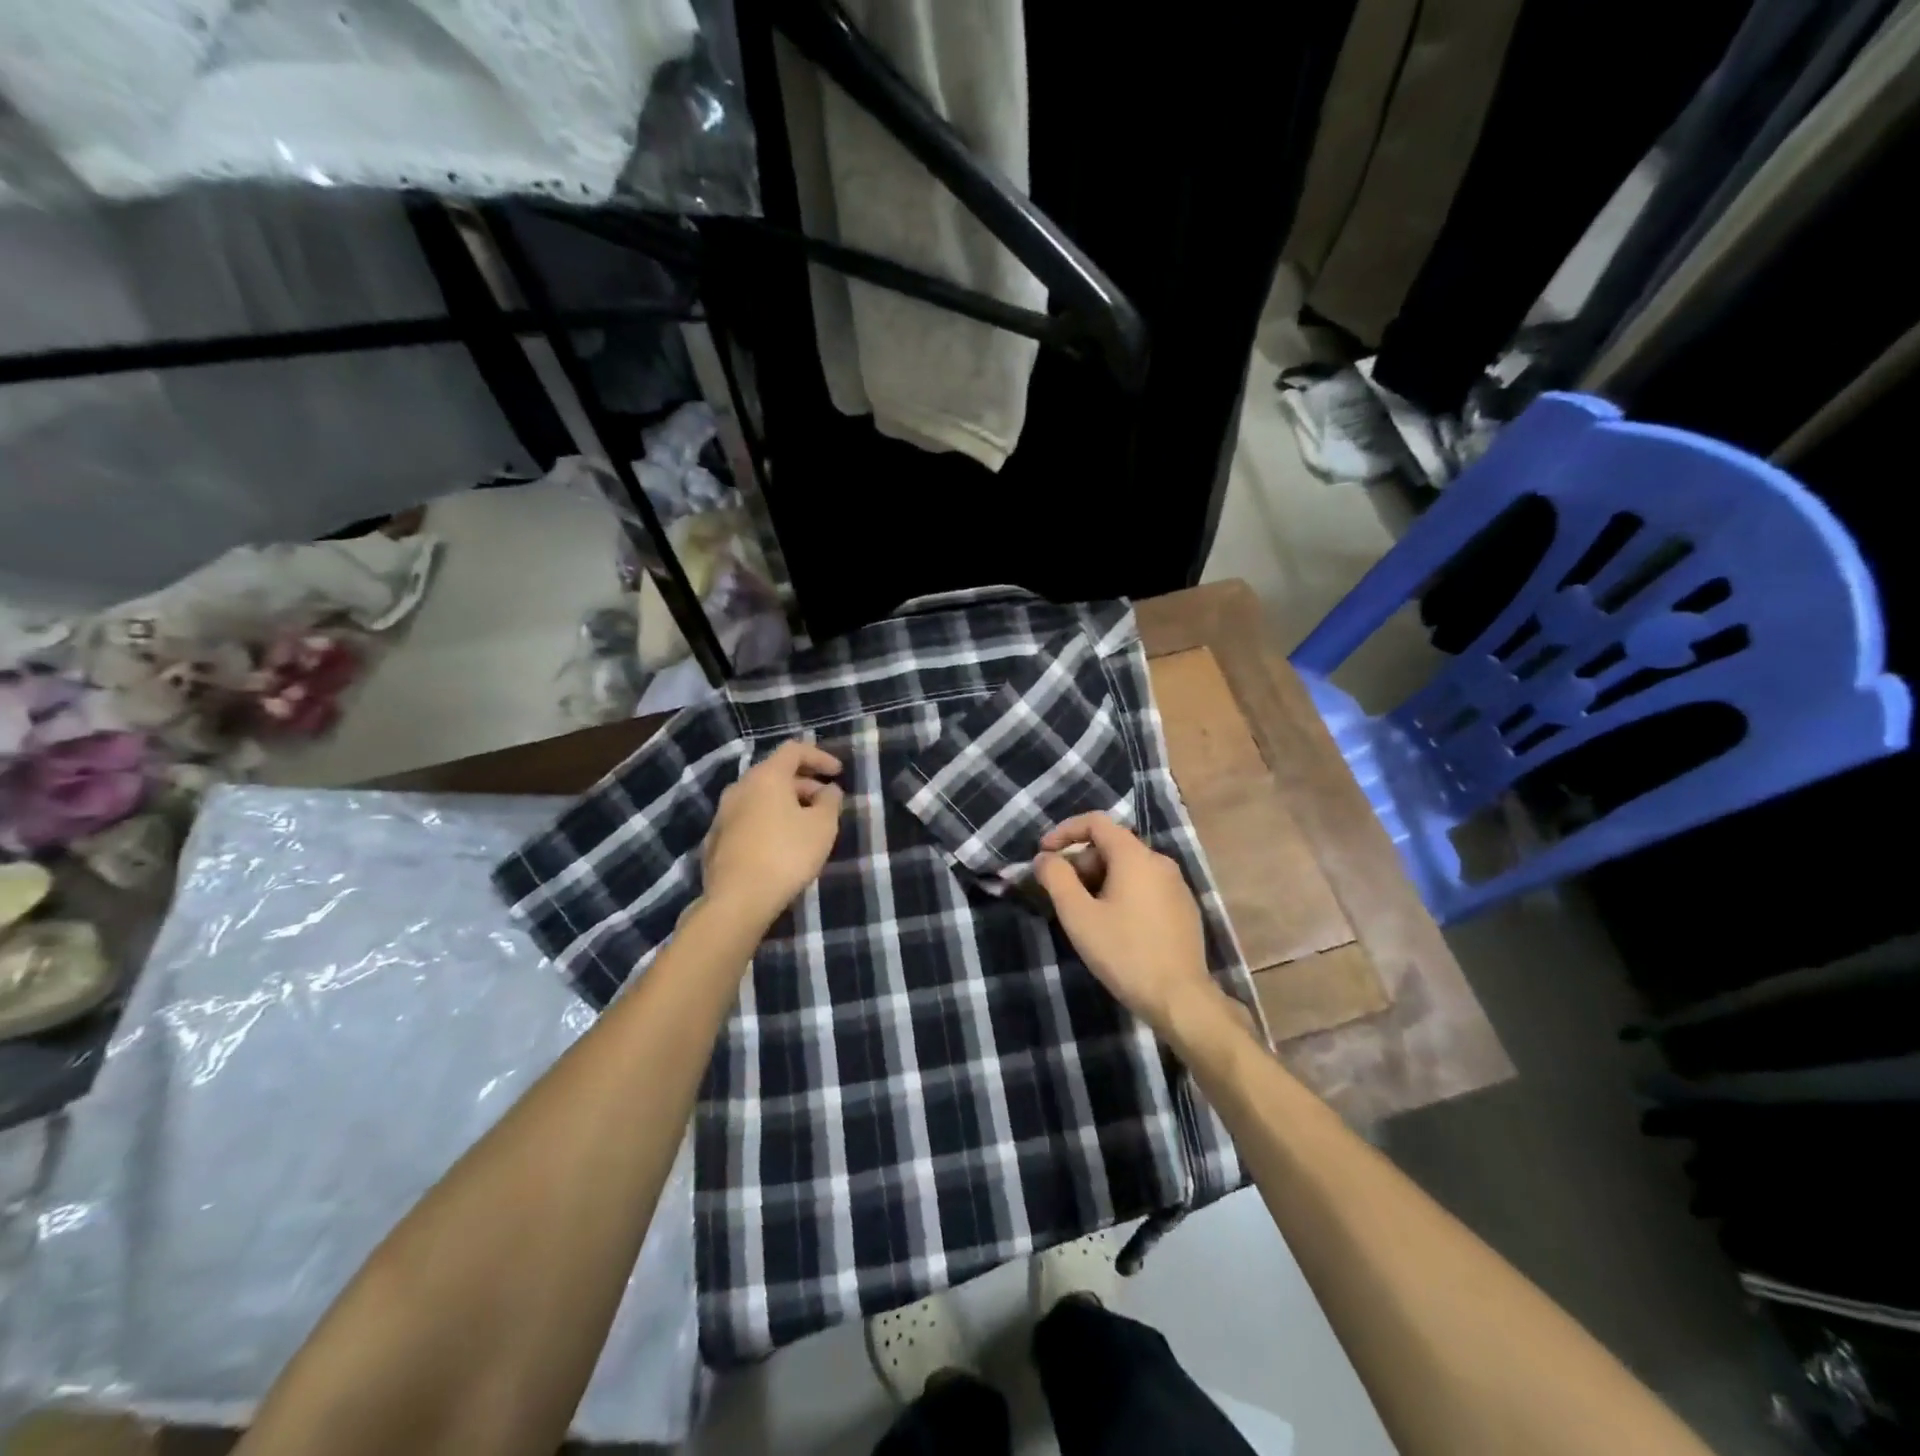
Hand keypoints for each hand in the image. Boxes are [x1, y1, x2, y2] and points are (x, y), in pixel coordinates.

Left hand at [702, 740, 844, 929]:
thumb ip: (830, 801)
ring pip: (760, 797)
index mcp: (766, 777)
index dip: (820, 757)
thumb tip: (828, 790)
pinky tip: (780, 845)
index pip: (794, 750)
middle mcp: (740, 787)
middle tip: (826, 803)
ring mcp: (723, 814)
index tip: (838, 772)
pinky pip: (748, 819)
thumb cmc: (787, 854)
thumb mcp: (822, 826)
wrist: (737, 900)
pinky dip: (768, 821)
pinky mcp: (716, 840)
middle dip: (804, 784)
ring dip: (786, 804)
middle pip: (776, 773)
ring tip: (806, 825)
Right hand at [1033, 813, 1222, 1038]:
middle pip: (1112, 845)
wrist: (1179, 998)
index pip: (1096, 822)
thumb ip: (1057, 879)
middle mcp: (1160, 861)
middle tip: (1062, 894)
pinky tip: (1115, 926)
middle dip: (1081, 862)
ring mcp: (1176, 885)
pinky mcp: (1184, 908)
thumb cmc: (1124, 953)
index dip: (1065, 831)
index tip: (1044, 853)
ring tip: (1085, 914)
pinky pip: (1146, 886)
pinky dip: (1122, 893)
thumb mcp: (1078, 916)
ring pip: (1129, 867)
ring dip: (1100, 880)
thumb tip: (1045, 858)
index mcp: (1135, 856)